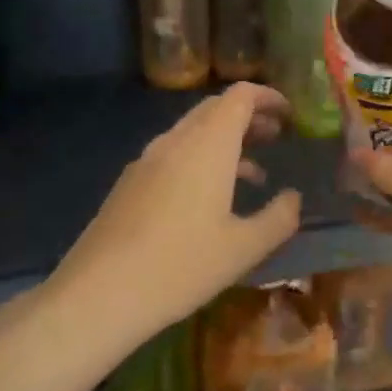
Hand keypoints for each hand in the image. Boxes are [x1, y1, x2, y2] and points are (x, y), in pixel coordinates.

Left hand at [55, 82, 301, 331]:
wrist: (98, 294)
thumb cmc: (181, 265)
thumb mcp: (244, 249)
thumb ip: (278, 218)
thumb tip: (293, 198)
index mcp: (208, 145)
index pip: (240, 96)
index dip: (267, 96)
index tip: (290, 113)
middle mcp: (176, 141)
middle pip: (215, 108)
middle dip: (249, 116)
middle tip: (277, 136)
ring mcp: (147, 160)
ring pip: (193, 132)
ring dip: (226, 140)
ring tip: (254, 172)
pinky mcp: (129, 182)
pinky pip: (174, 153)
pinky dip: (202, 158)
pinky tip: (210, 198)